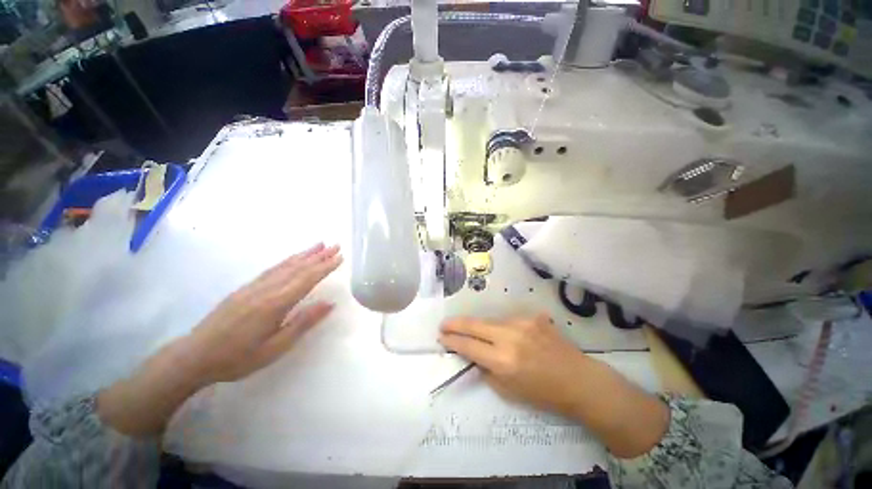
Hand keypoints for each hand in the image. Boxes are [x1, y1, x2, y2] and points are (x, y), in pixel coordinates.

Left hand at [185, 242, 341, 384]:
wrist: (194, 356)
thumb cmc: (238, 357)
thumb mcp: (275, 348)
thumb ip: (303, 323)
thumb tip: (329, 303)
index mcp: (275, 303)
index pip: (307, 279)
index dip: (325, 267)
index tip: (340, 257)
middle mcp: (266, 289)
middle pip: (298, 268)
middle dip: (319, 256)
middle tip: (336, 245)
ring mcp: (254, 286)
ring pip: (285, 265)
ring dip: (305, 254)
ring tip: (320, 244)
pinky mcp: (245, 288)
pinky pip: (272, 269)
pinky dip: (287, 260)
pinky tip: (293, 258)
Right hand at [438, 314, 590, 417]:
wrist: (578, 380)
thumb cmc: (543, 393)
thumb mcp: (508, 390)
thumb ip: (486, 369)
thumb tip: (473, 354)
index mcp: (503, 361)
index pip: (468, 345)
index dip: (452, 340)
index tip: (442, 337)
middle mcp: (509, 337)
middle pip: (474, 324)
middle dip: (455, 323)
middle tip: (444, 324)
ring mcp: (522, 323)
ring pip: (490, 321)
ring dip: (480, 327)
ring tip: (477, 334)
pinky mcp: (532, 317)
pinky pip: (508, 321)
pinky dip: (502, 329)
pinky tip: (509, 337)